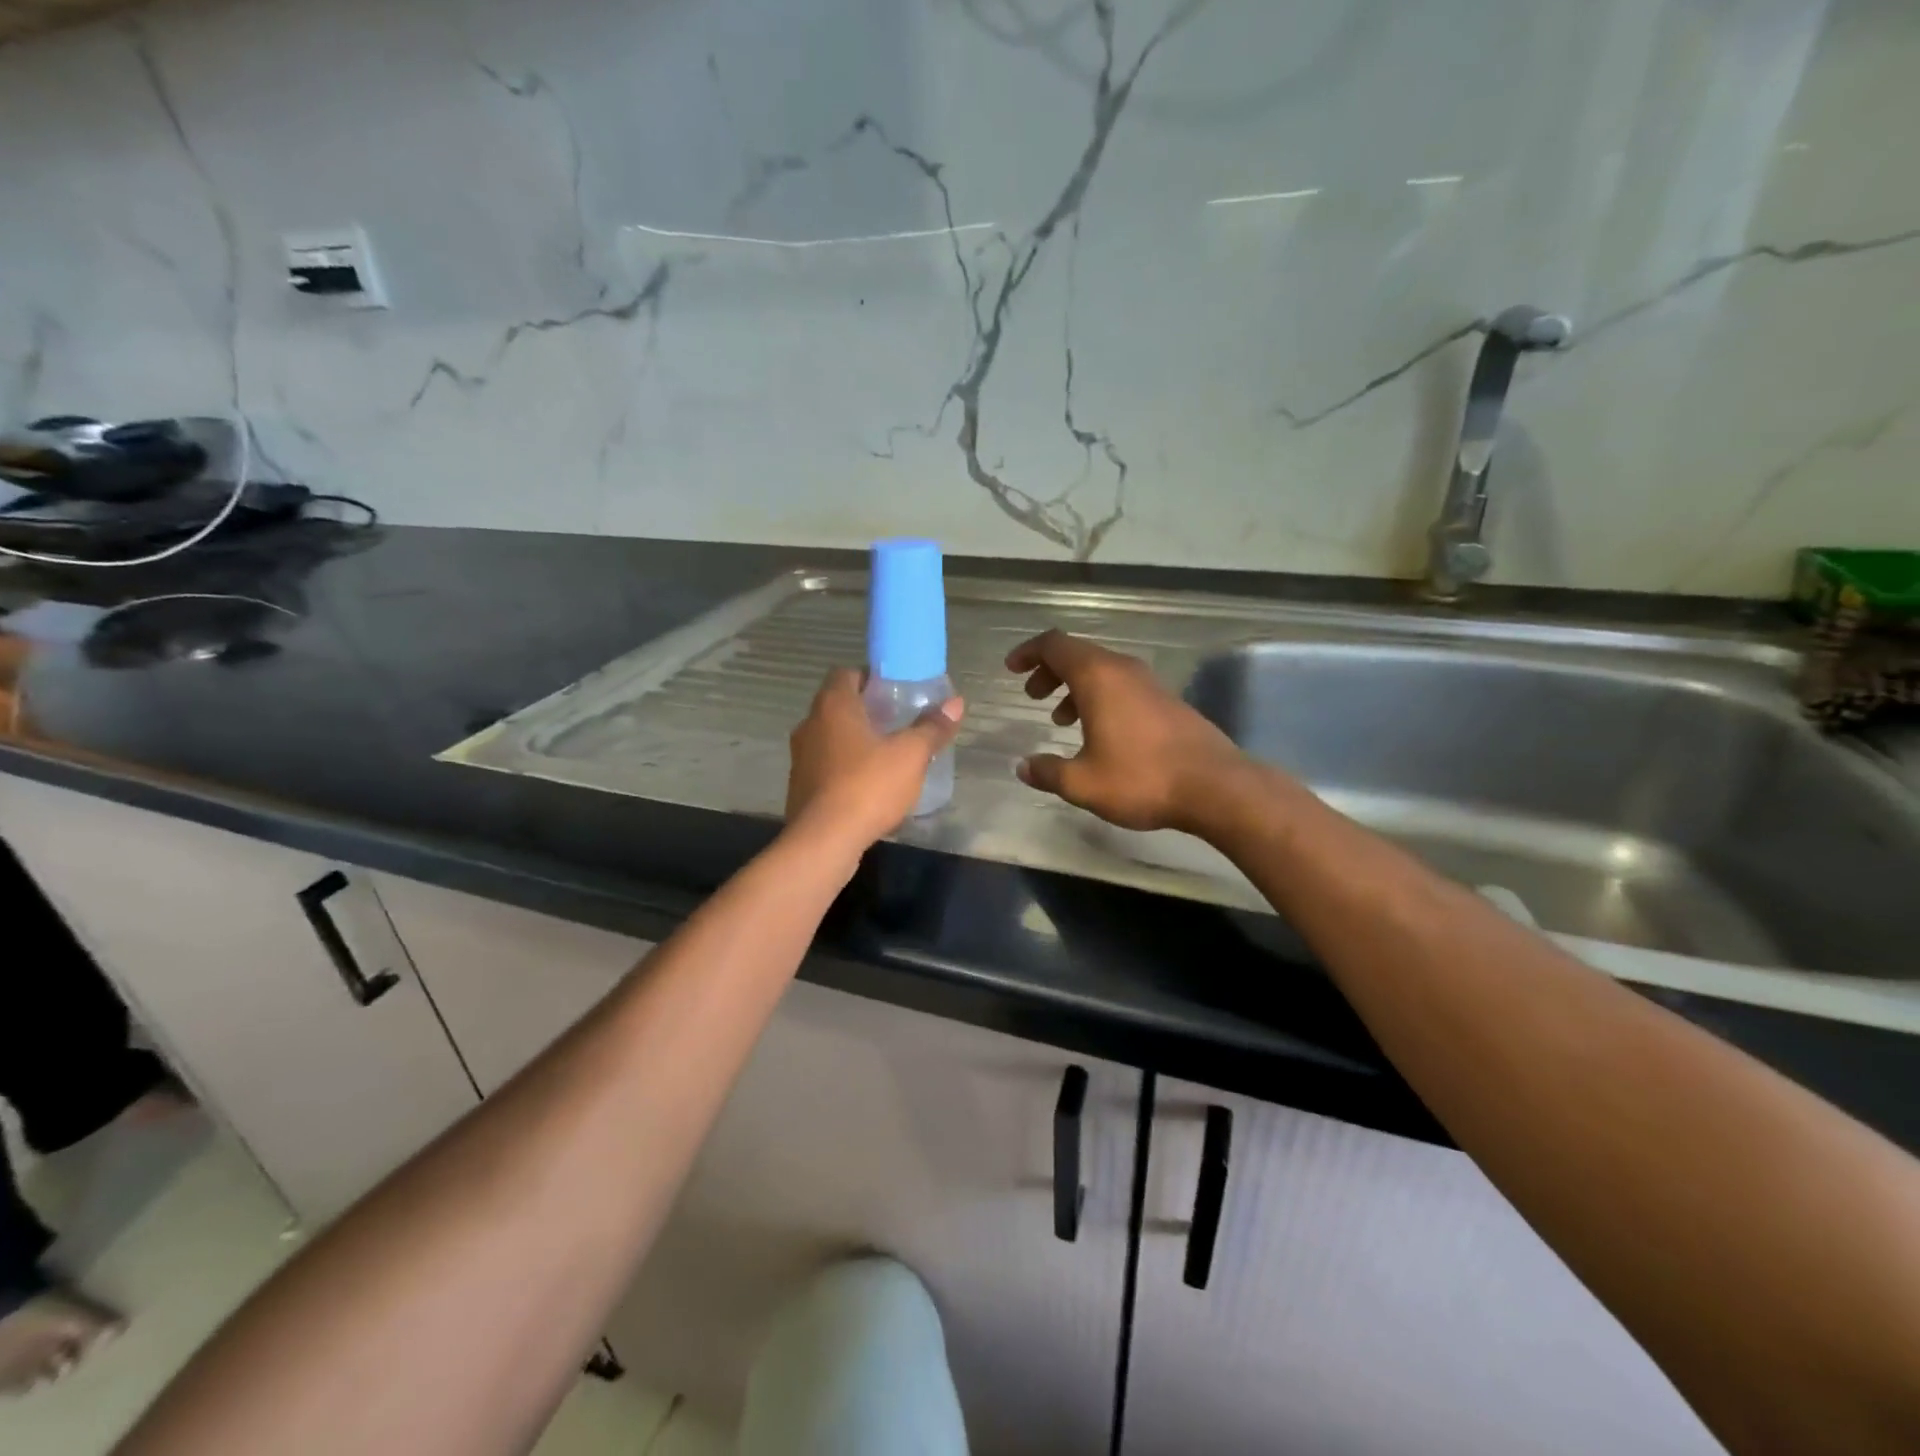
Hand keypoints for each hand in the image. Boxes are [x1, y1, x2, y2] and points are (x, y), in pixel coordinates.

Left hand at [787, 668, 963, 852]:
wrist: (823, 842)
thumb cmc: (867, 786)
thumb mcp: (911, 755)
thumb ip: (932, 728)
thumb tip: (955, 703)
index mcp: (833, 706)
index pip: (846, 673)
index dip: (872, 678)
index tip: (896, 691)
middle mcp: (810, 725)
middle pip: (839, 705)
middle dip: (868, 711)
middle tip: (900, 722)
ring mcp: (801, 758)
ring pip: (832, 737)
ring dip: (857, 741)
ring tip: (889, 754)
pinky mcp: (801, 787)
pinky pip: (827, 766)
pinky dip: (847, 768)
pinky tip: (871, 785)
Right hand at [1006, 629, 1247, 833]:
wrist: (1215, 786)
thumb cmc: (1142, 778)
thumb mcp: (1083, 783)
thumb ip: (1047, 772)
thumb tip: (1023, 767)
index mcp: (1097, 677)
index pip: (1054, 645)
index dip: (1028, 652)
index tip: (1011, 668)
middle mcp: (1123, 669)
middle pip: (1077, 654)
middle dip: (1049, 670)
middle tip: (1032, 694)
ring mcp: (1149, 683)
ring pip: (1101, 670)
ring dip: (1074, 686)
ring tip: (1060, 719)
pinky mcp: (1166, 700)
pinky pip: (1121, 685)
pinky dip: (1099, 697)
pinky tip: (1098, 733)